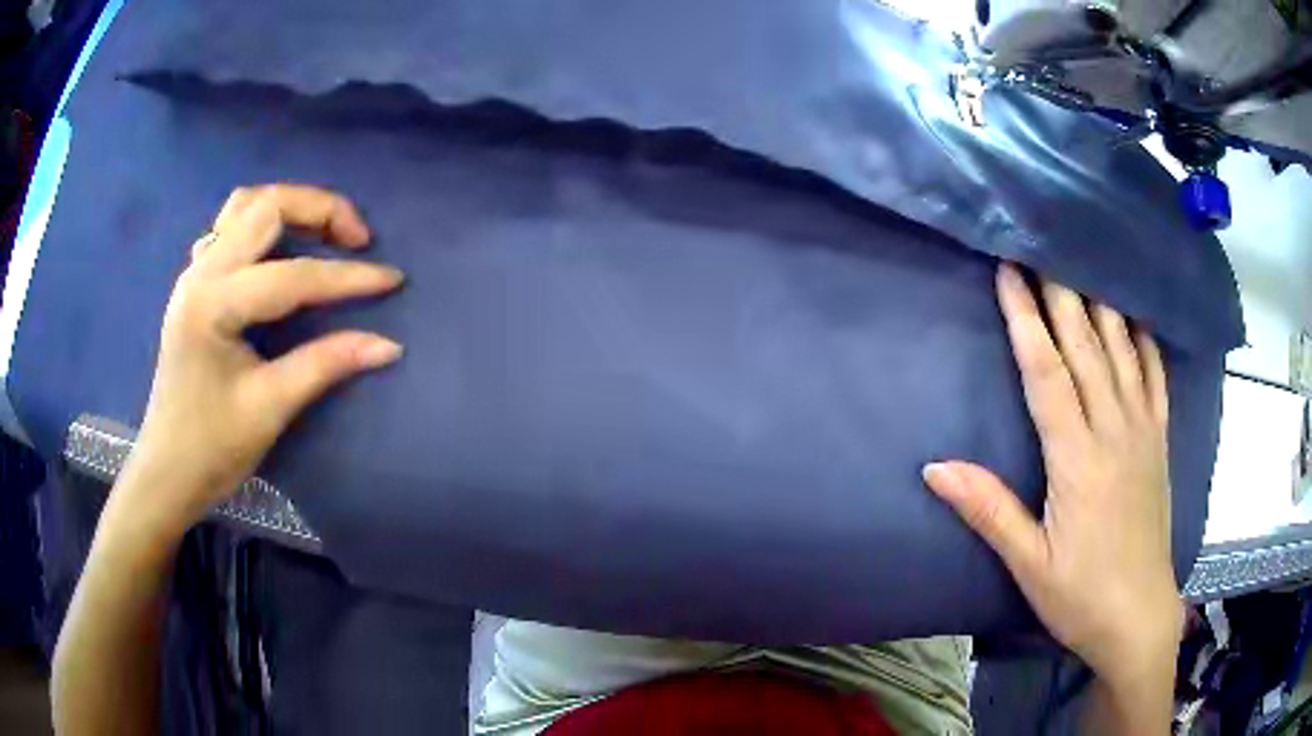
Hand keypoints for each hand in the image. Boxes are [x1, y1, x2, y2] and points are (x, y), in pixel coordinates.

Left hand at [116, 184, 404, 539]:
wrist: (167, 470)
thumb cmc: (212, 448)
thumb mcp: (271, 408)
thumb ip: (326, 365)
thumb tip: (387, 345)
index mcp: (214, 304)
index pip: (292, 276)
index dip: (347, 278)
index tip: (393, 279)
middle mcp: (201, 272)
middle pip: (267, 206)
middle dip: (320, 210)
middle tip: (357, 239)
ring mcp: (194, 273)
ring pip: (245, 205)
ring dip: (291, 207)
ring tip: (324, 233)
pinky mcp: (194, 283)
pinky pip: (229, 228)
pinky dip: (262, 224)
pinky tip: (277, 251)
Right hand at [923, 264, 1182, 691]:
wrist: (1139, 615)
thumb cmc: (1080, 595)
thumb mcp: (1029, 565)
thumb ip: (989, 510)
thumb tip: (934, 468)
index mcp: (1077, 459)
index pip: (1047, 372)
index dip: (1026, 319)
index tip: (1008, 272)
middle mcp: (1114, 430)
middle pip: (1086, 345)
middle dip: (1061, 291)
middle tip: (1041, 244)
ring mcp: (1143, 430)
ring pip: (1122, 349)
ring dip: (1101, 301)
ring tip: (1084, 259)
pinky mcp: (1159, 440)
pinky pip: (1156, 376)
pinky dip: (1145, 339)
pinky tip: (1136, 314)